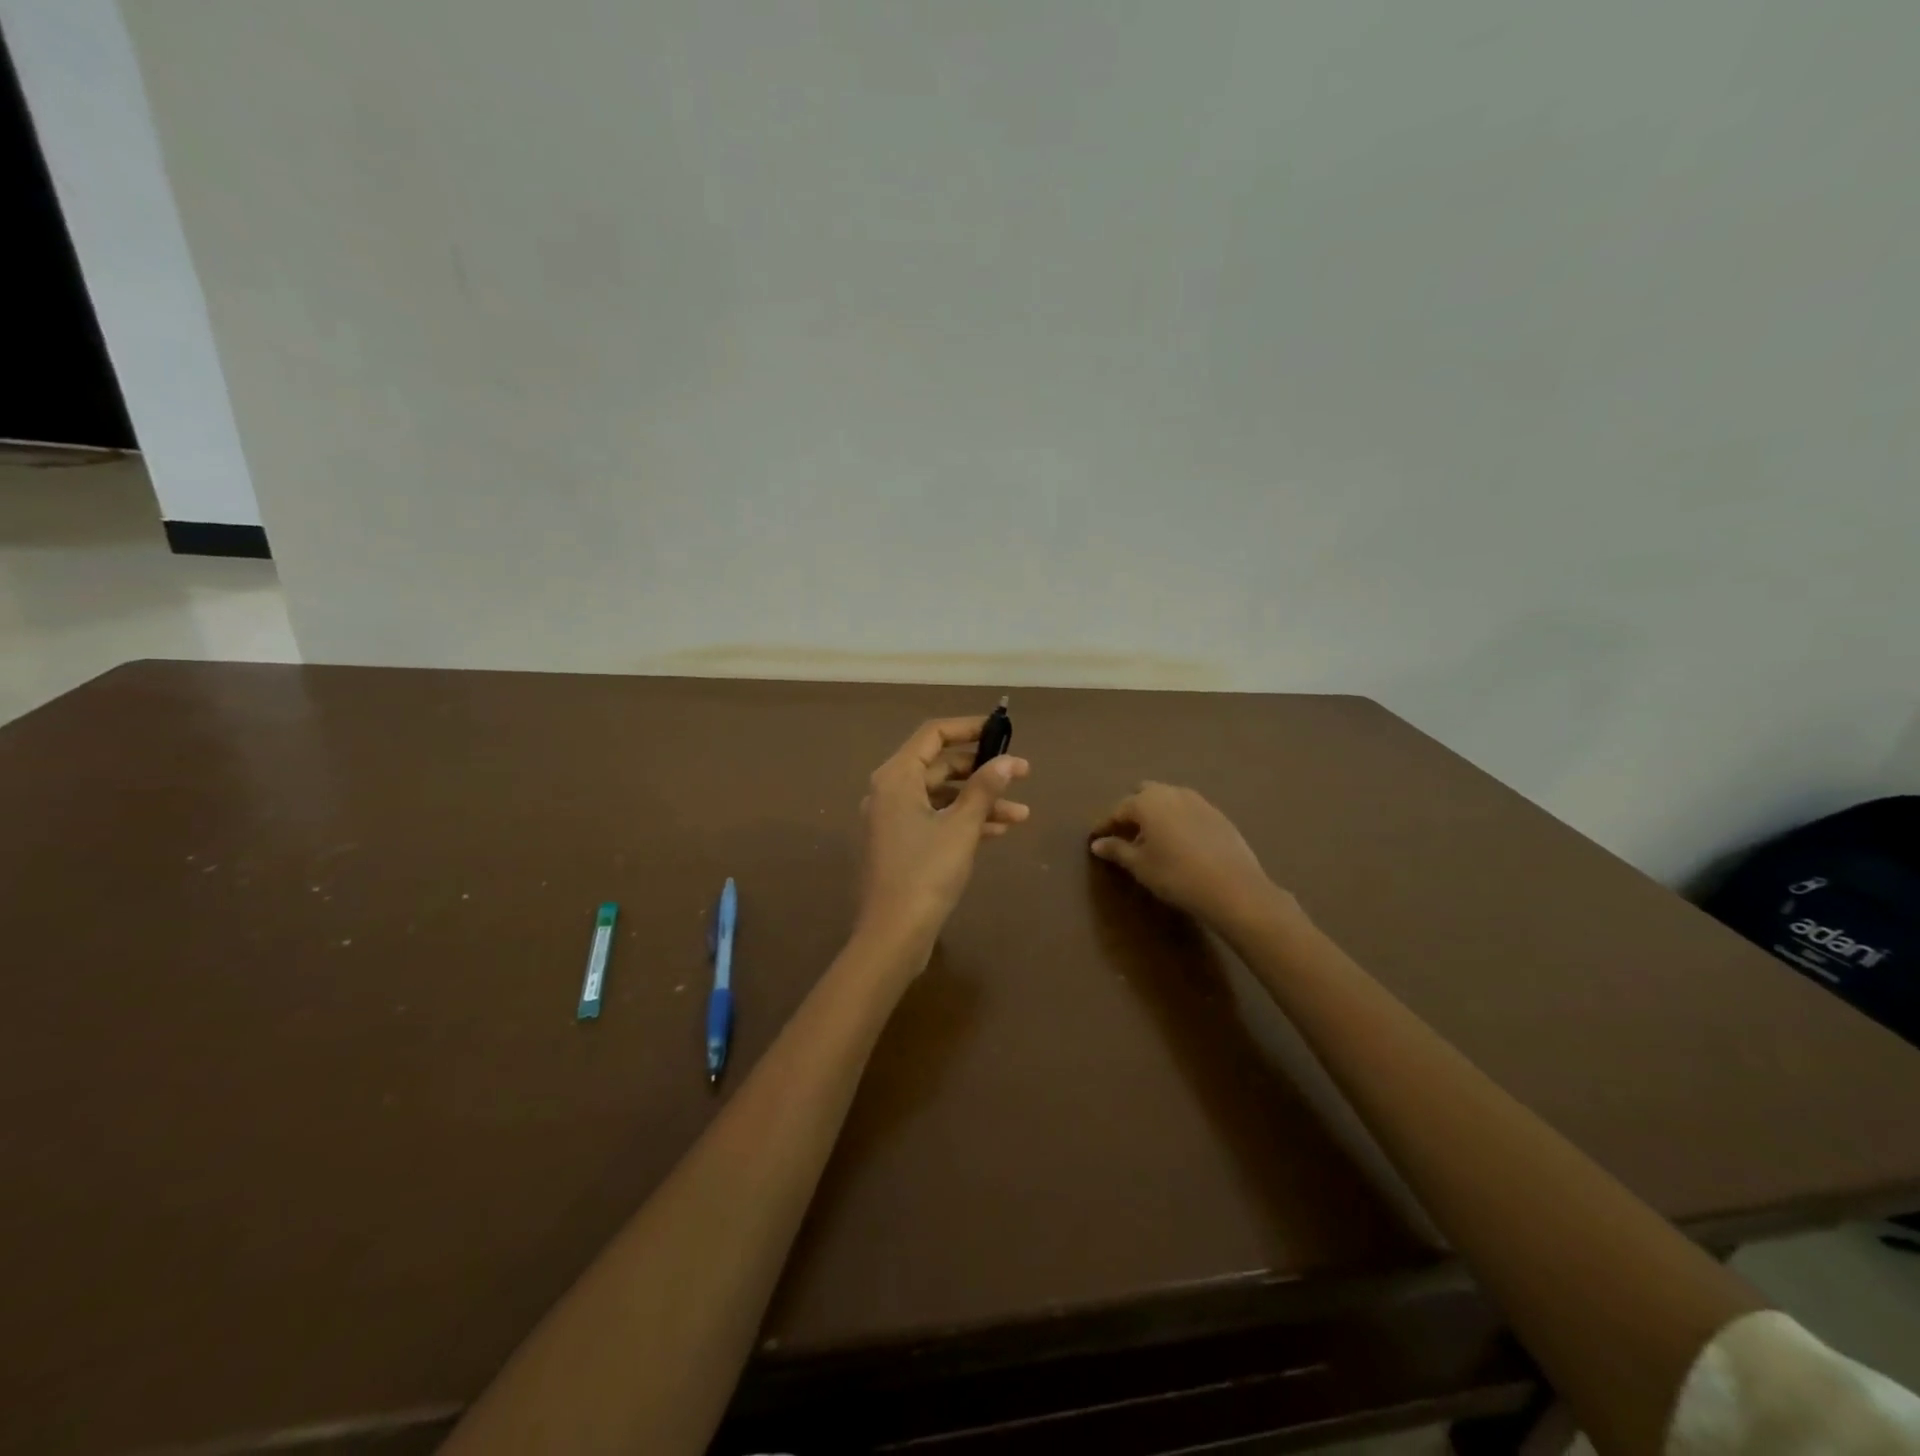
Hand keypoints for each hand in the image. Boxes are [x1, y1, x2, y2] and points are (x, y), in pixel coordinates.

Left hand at [856, 717, 1030, 957]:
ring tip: (1022, 812)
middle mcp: (889, 792)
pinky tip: (1000, 830)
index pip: (933, 734)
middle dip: (982, 770)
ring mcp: (893, 820)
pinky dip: (964, 821)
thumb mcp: (961, 827)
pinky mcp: (900, 845)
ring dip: (980, 801)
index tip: (1002, 730)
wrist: (892, 935)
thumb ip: (985, 788)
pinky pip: (935, 820)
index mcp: (896, 777)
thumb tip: (1009, 760)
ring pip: (942, 797)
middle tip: (1021, 773)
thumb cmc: (925, 873)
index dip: (968, 728)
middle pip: (939, 766)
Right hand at [1089, 783, 1288, 931]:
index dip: (1105, 825)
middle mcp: (1171, 792)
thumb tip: (1098, 843)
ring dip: (1156, 814)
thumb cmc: (1176, 875)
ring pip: (1168, 799)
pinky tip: (1180, 844)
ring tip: (1153, 840)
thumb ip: (1117, 850)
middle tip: (1126, 836)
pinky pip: (1188, 810)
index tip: (1096, 840)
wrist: (1233, 888)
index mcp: (1146, 802)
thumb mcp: (1141, 865)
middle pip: (1144, 794)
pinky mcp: (1217, 814)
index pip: (1118, 810)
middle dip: (1132, 811)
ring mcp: (1198, 801)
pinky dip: (1177, 820)